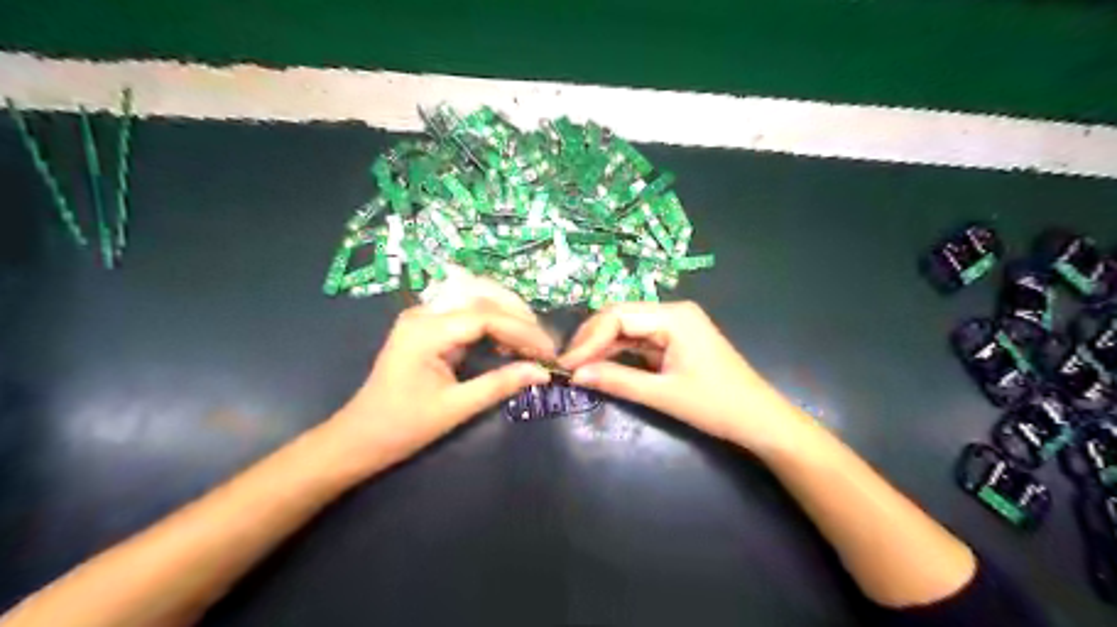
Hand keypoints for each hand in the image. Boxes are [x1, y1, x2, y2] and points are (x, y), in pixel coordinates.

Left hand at [326, 299, 555, 470]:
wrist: (359, 437)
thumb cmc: (403, 427)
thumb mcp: (456, 408)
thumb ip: (500, 384)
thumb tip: (542, 372)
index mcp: (427, 330)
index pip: (487, 316)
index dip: (523, 332)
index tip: (549, 353)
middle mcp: (425, 312)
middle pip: (483, 296)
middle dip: (519, 317)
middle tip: (544, 345)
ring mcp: (424, 316)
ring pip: (476, 296)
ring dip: (509, 314)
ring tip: (531, 341)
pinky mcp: (428, 325)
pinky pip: (467, 311)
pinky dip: (493, 320)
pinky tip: (507, 340)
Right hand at [558, 301, 813, 451]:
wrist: (760, 420)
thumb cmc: (716, 405)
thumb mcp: (663, 394)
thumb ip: (618, 381)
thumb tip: (575, 374)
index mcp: (674, 316)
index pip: (618, 316)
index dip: (588, 338)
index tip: (566, 364)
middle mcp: (673, 311)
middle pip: (621, 316)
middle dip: (592, 339)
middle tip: (568, 365)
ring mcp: (676, 324)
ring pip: (628, 327)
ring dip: (603, 346)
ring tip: (578, 367)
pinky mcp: (675, 339)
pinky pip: (639, 339)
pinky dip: (619, 352)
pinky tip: (601, 365)